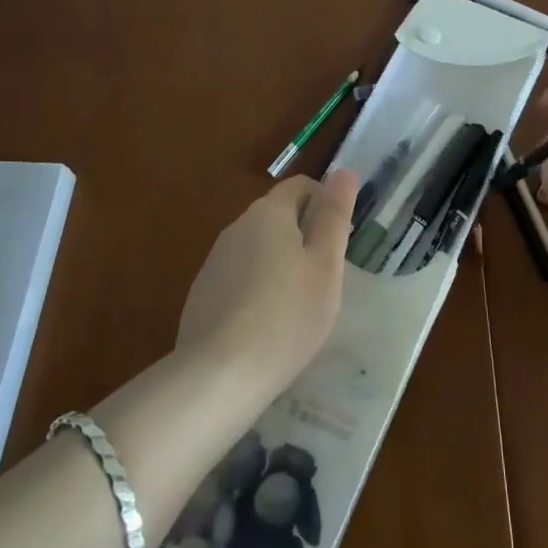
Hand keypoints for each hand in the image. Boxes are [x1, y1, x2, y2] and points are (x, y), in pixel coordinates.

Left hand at [177, 170, 356, 399]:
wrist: (218, 376)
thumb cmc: (287, 315)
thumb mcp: (325, 265)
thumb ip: (334, 215)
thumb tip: (344, 171)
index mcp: (268, 212)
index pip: (301, 186)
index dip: (326, 202)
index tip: (342, 239)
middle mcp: (237, 226)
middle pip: (278, 216)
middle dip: (305, 235)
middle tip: (327, 276)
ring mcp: (215, 261)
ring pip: (259, 248)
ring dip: (281, 262)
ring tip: (299, 304)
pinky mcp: (203, 293)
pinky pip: (240, 277)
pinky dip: (258, 288)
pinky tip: (268, 325)